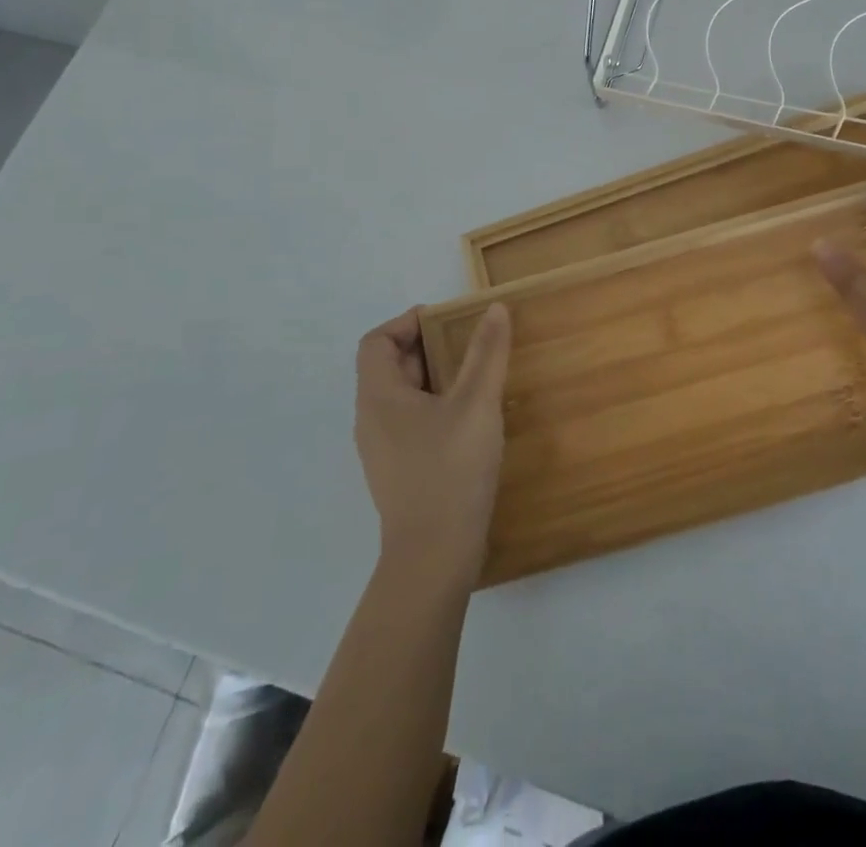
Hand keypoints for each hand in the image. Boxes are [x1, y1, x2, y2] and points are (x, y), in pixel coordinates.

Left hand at [354, 304, 510, 587]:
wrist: (434, 557)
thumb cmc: (450, 470)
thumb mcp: (476, 403)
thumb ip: (486, 353)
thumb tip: (494, 308)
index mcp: (379, 397)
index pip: (375, 342)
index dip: (406, 322)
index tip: (446, 320)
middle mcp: (371, 420)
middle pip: (389, 367)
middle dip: (428, 347)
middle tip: (469, 342)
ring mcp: (383, 450)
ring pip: (402, 396)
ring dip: (434, 377)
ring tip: (475, 375)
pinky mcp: (399, 471)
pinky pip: (411, 422)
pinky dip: (436, 406)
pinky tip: (470, 418)